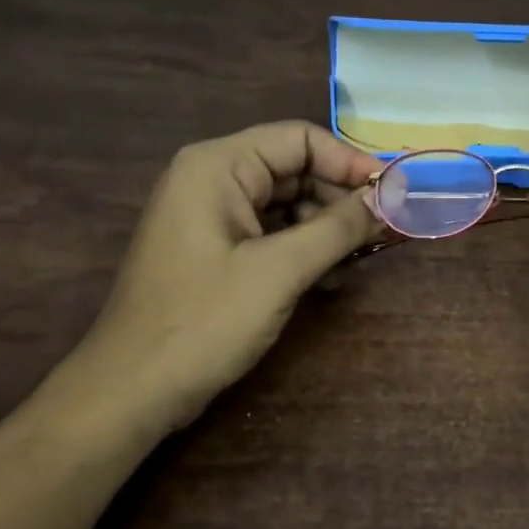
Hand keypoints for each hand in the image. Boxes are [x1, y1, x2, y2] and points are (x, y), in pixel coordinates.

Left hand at [74, 122, 382, 429]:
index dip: (350, 163)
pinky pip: (271, 235)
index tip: (394, 195)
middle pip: (295, 170)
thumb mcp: (279, 271)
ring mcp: (212, 219)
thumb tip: (390, 197)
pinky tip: (330, 278)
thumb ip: (338, 228)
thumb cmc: (204, 322)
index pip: (299, 139)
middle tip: (385, 233)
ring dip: (327, 229)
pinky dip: (304, 250)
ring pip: (287, 205)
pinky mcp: (217, 253)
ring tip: (361, 260)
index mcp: (218, 167)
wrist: (134, 390)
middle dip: (341, 199)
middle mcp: (213, 181)